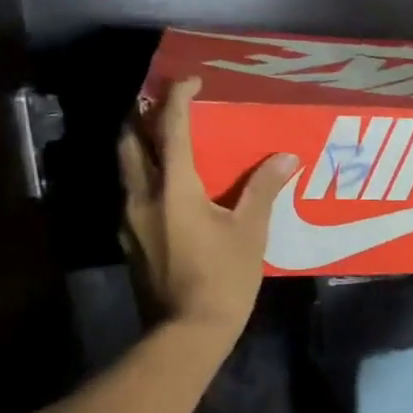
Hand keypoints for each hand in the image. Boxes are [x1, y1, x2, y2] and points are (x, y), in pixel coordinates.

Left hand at [119, 77, 297, 336]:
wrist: (186, 332)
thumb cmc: (223, 279)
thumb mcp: (250, 233)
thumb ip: (263, 189)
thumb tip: (286, 157)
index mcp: (174, 188)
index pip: (170, 129)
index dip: (178, 98)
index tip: (191, 80)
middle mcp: (142, 196)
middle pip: (129, 142)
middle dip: (141, 116)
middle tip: (163, 106)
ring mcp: (129, 220)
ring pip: (126, 169)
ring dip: (140, 147)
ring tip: (163, 142)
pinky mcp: (129, 241)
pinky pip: (132, 195)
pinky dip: (145, 178)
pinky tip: (166, 191)